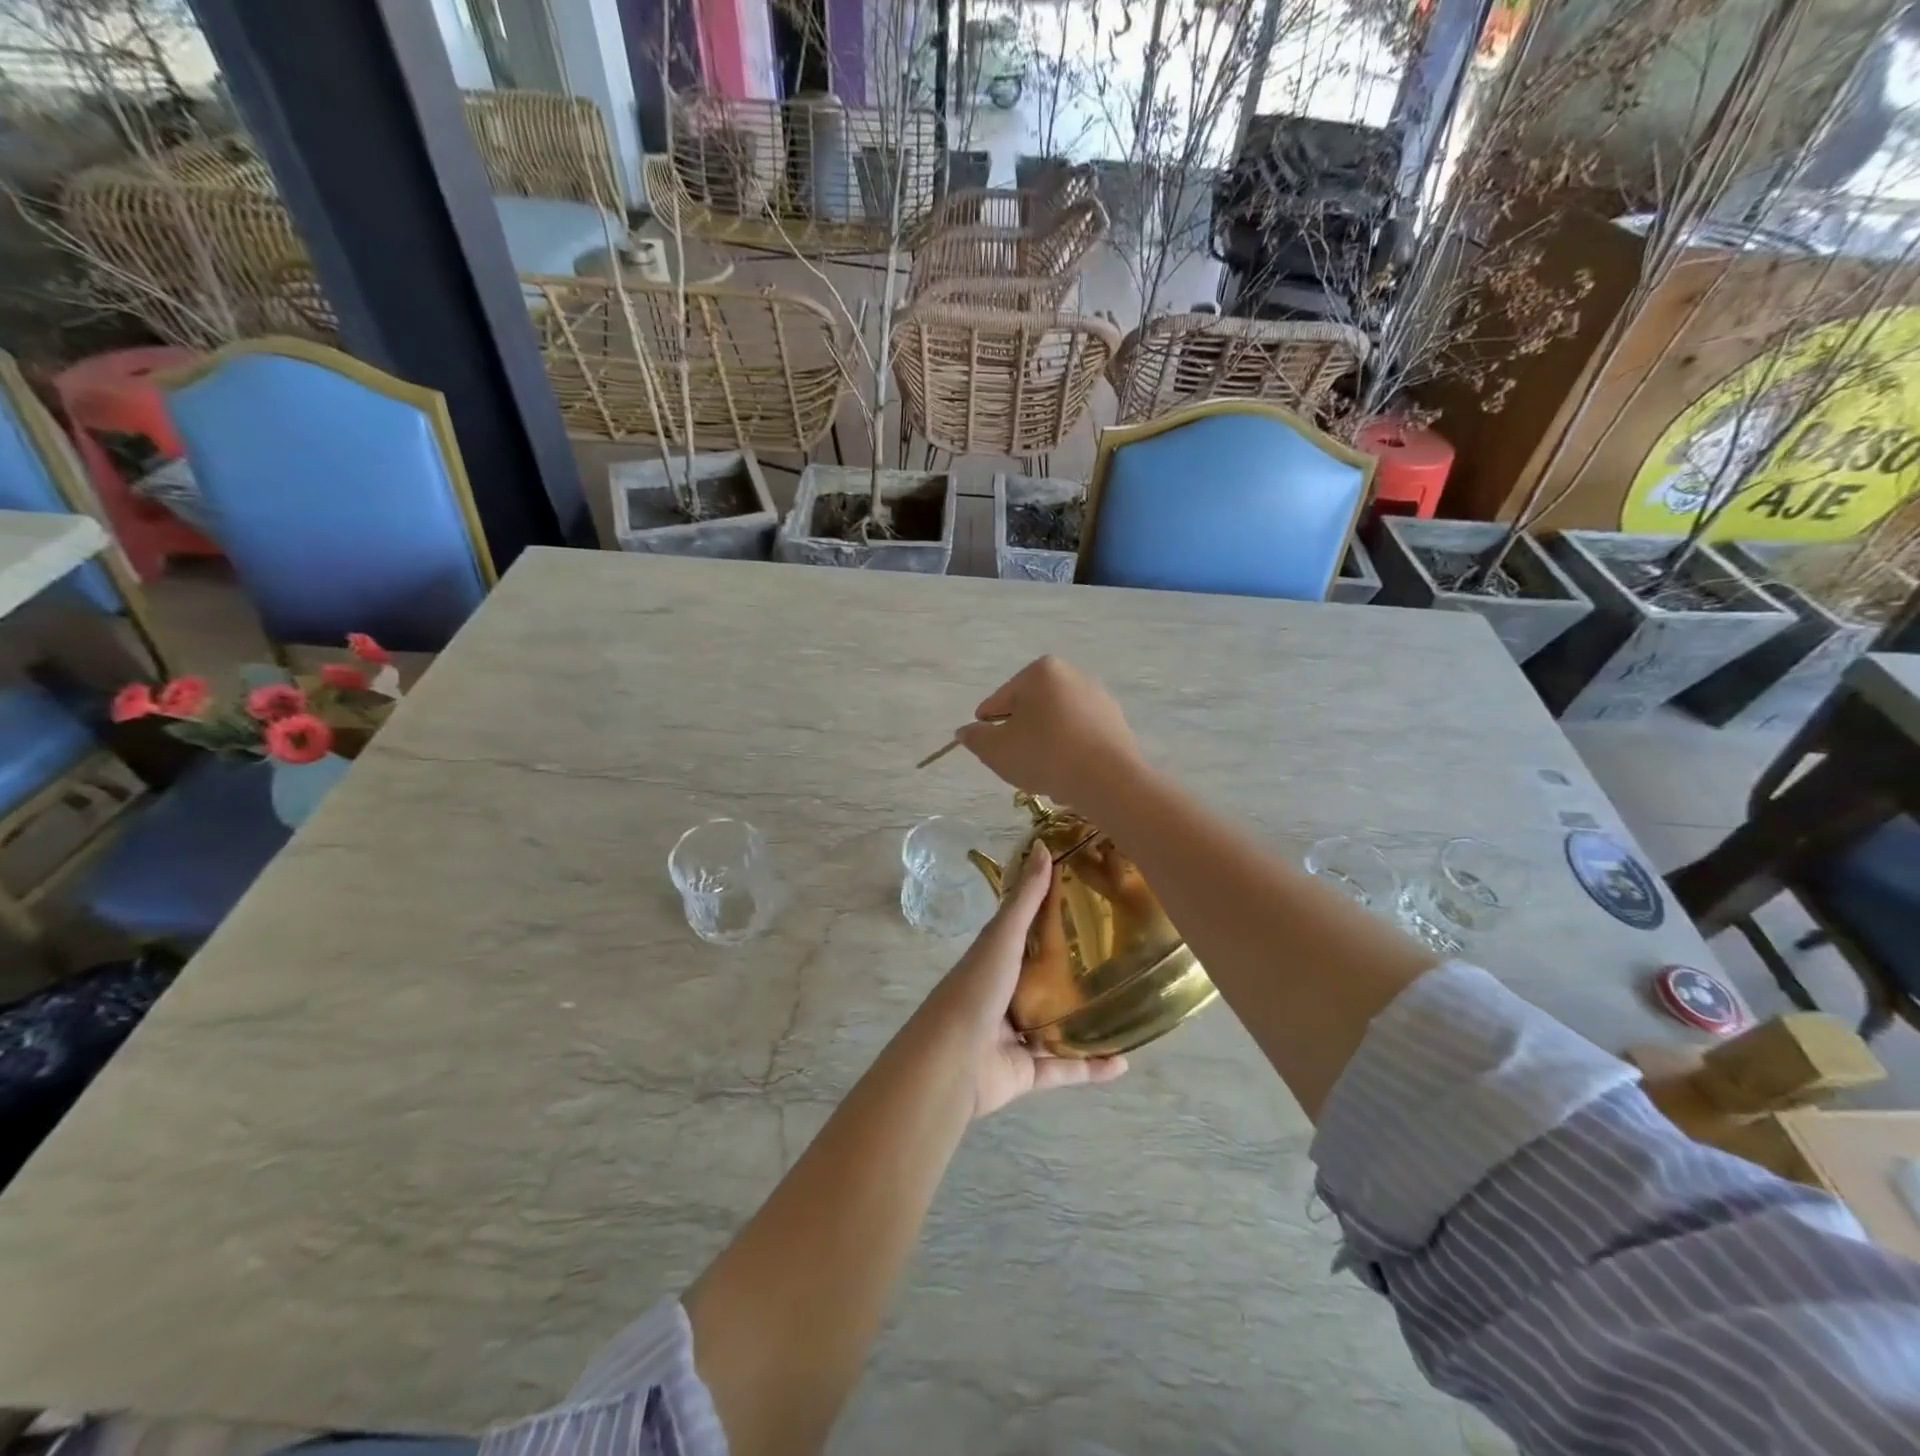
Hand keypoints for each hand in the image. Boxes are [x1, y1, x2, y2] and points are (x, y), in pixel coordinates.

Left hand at [929, 842, 1126, 1118]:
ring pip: (1058, 1028)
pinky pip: (1065, 1069)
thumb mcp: (1003, 937)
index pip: (1029, 936)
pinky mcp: (1026, 1072)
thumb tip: (1043, 846)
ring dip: (1088, 1023)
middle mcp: (1005, 996)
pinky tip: (1123, 1061)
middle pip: (1046, 982)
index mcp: (997, 961)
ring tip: (1128, 1011)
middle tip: (1121, 962)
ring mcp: (1015, 1036)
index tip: (1093, 906)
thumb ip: (1025, 899)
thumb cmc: (976, 989)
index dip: (1057, 921)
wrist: (952, 1060)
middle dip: (1077, 976)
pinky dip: (1091, 1068)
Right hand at [953, 656, 1140, 808]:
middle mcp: (1073, 675)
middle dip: (1020, 735)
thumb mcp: (995, 750)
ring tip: (1042, 774)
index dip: (988, 727)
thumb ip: (975, 738)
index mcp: (1041, 671)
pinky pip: (1080, 737)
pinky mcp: (1117, 723)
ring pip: (1056, 724)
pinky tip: (1067, 775)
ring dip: (1044, 745)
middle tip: (1016, 764)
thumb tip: (966, 731)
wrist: (1107, 780)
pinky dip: (1069, 752)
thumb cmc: (1044, 755)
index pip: (1000, 700)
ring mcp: (1099, 698)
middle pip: (1031, 709)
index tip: (989, 750)